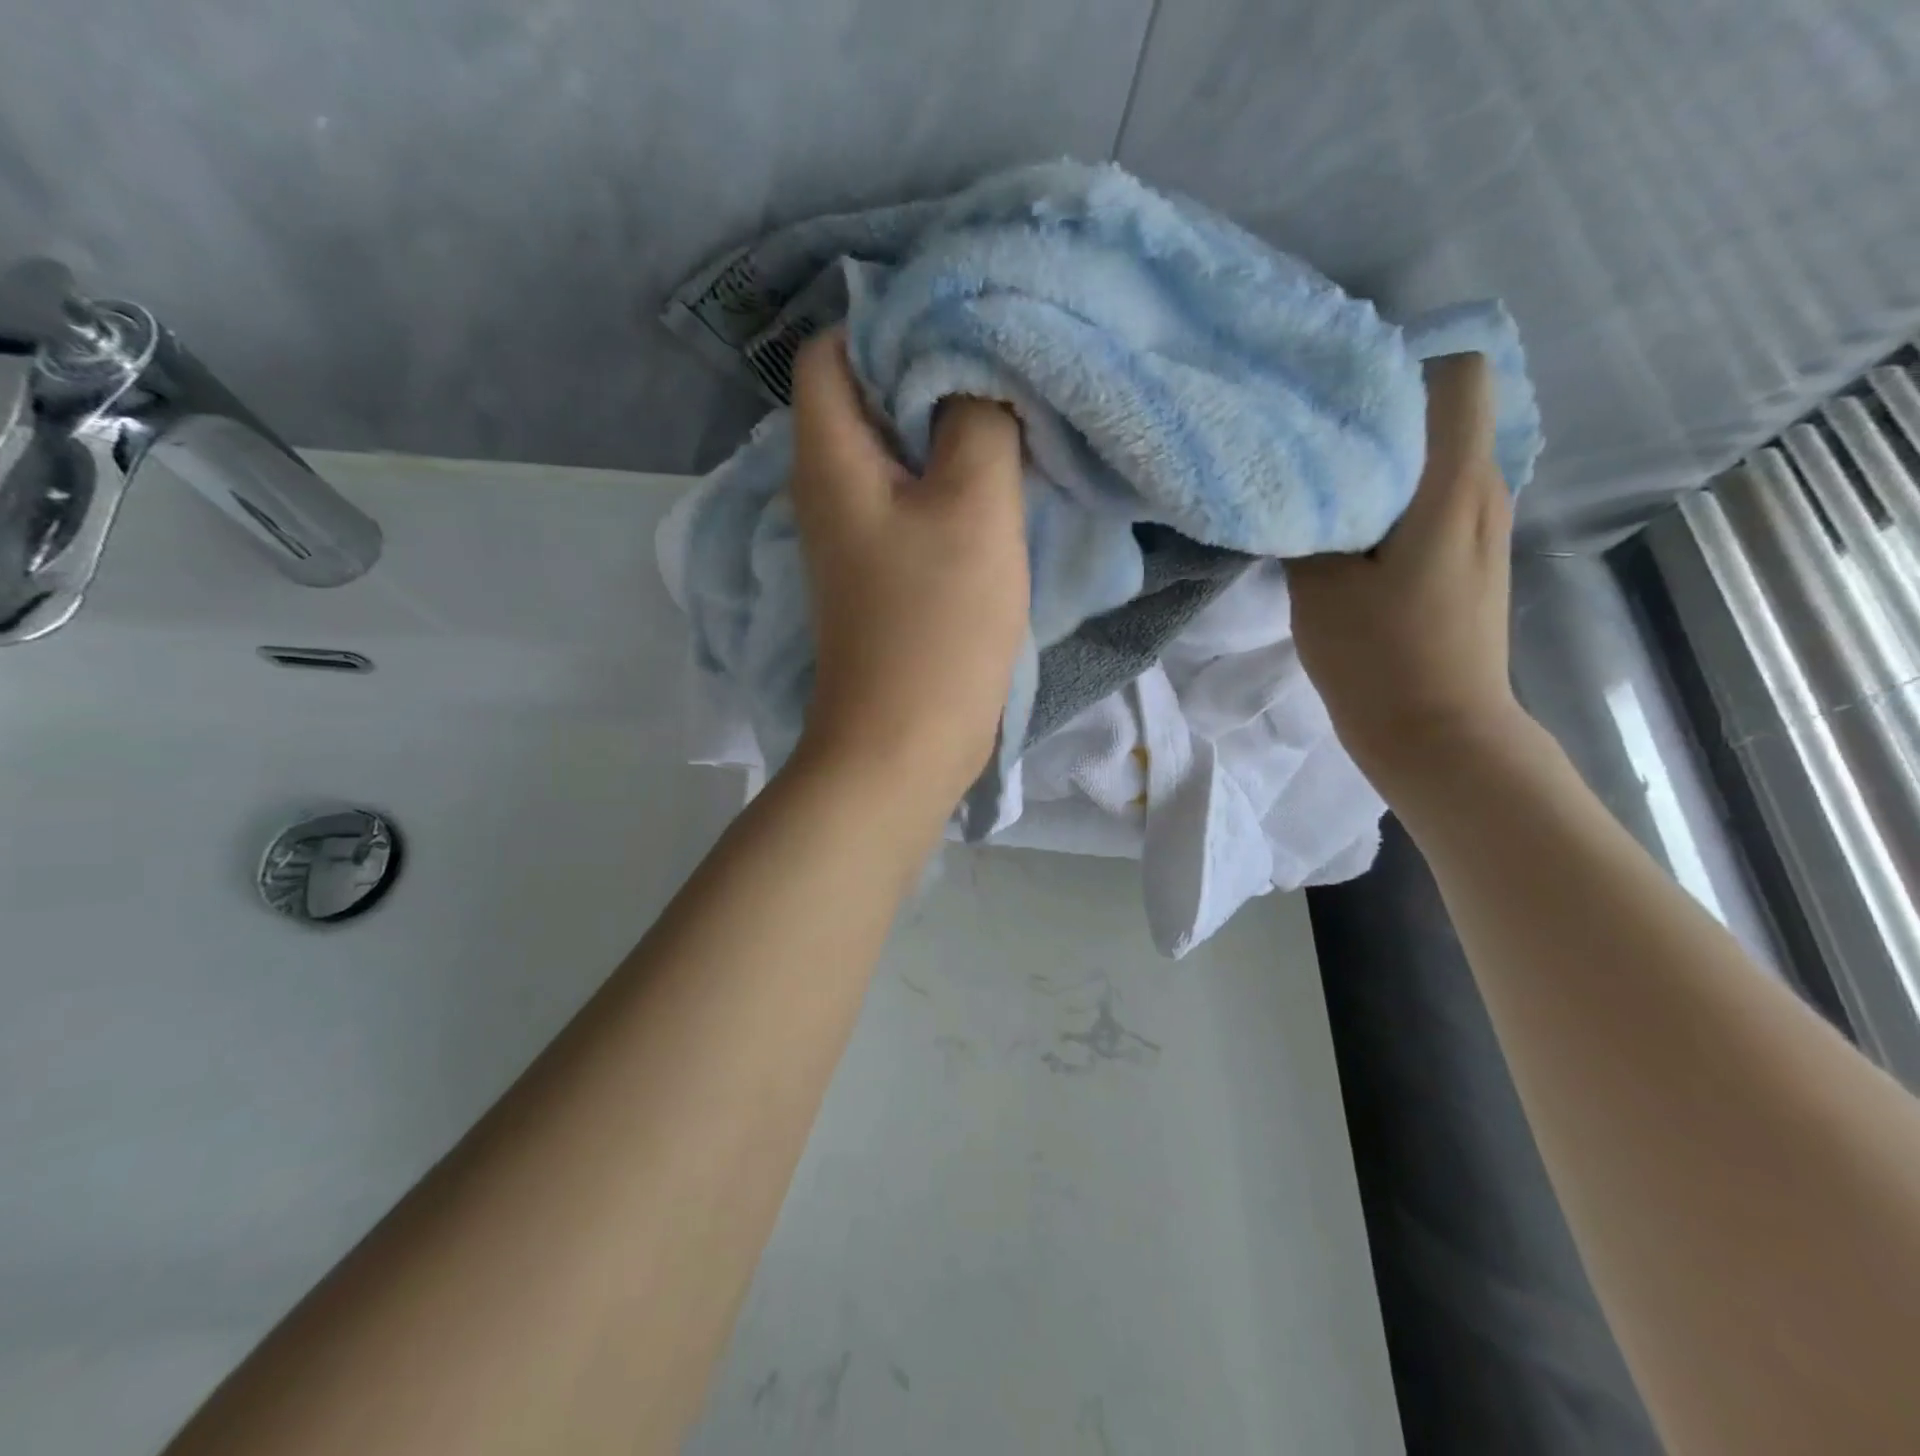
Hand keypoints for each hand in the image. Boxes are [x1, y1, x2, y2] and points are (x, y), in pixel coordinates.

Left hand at [788, 330, 1029, 804]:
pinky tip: (998, 482)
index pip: (832, 350)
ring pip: (896, 453)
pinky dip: (948, 482)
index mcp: (829, 458)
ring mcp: (854, 536)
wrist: (905, 743)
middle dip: (932, 371)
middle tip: (1005, 364)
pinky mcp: (882, 573)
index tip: (966, 320)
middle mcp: (827, 489)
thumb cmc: (935, 624)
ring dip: (947, 431)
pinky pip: (911, 502)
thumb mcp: (973, 506)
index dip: (891, 321)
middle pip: (867, 398)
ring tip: (1012, 415)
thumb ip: (977, 419)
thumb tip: (977, 368)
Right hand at [1288, 353, 1528, 798]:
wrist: (1439, 735)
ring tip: (1329, 482)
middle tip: (1315, 435)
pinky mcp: (1475, 558)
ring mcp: (1487, 527)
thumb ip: (1310, 523)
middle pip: (1448, 413)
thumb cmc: (1379, 659)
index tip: (1340, 393)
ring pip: (1442, 458)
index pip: (1460, 375)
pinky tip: (1354, 529)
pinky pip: (1441, 498)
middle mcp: (1486, 492)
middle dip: (1384, 413)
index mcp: (1454, 487)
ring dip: (1391, 459)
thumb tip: (1302, 485)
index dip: (1404, 366)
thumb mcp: (1320, 588)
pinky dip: (1401, 496)